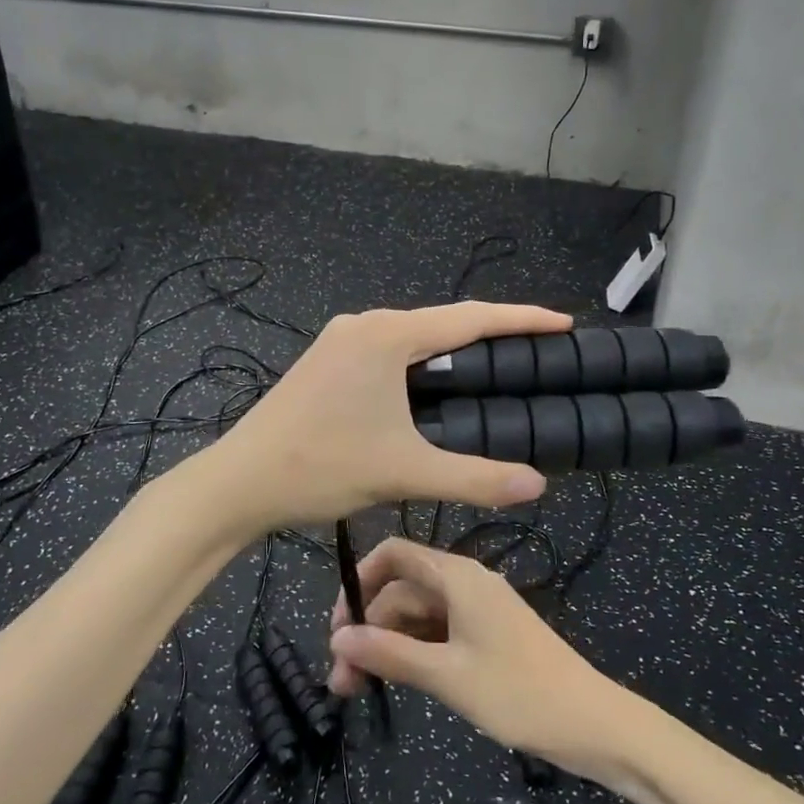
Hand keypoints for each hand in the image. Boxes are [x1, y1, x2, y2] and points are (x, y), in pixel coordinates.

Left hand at [206, 303, 570, 528]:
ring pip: (412, 337)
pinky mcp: (325, 359)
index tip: (564, 323)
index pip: (470, 319)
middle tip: (535, 356)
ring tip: (494, 372)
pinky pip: (387, 350)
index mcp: (387, 335)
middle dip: (490, 336)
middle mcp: (364, 323)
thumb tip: (537, 484)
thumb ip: (476, 477)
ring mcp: (340, 338)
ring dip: (451, 351)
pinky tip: (433, 388)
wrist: (239, 481)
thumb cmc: (322, 467)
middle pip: (442, 323)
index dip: (521, 319)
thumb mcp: (405, 473)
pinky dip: (419, 363)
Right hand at [326, 538, 626, 777]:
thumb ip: (390, 653)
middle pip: (401, 591)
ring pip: (416, 616)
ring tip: (358, 690)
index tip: (337, 625)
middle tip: (342, 680)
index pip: (394, 555)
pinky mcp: (485, 637)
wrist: (594, 725)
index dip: (359, 582)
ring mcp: (476, 611)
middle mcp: (464, 583)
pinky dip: (412, 653)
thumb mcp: (447, 676)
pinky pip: (437, 633)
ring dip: (387, 645)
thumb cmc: (519, 692)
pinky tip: (394, 682)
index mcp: (457, 576)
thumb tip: (337, 638)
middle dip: (368, 627)